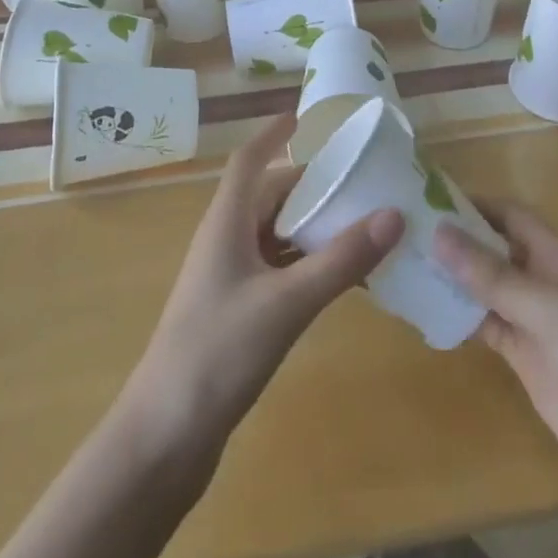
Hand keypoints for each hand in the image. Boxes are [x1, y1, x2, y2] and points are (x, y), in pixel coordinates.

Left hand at [128, 114, 404, 451]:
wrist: (162, 441)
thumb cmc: (217, 353)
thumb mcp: (286, 303)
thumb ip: (340, 260)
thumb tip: (394, 214)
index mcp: (226, 223)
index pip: (249, 160)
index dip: (273, 134)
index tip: (306, 116)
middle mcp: (225, 241)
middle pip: (269, 196)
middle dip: (311, 185)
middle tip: (359, 178)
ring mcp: (228, 280)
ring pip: (275, 236)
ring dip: (312, 228)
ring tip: (361, 224)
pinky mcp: (235, 314)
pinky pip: (277, 271)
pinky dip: (307, 266)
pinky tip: (339, 280)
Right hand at [436, 202, 557, 557]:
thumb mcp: (552, 314)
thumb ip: (496, 276)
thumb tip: (438, 233)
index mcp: (557, 257)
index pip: (508, 214)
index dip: (470, 202)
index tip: (422, 196)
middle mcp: (542, 280)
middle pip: (491, 246)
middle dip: (452, 236)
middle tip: (399, 230)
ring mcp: (533, 323)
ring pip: (483, 285)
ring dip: (449, 276)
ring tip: (401, 265)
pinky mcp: (525, 360)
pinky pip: (484, 324)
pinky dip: (457, 315)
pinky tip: (425, 312)